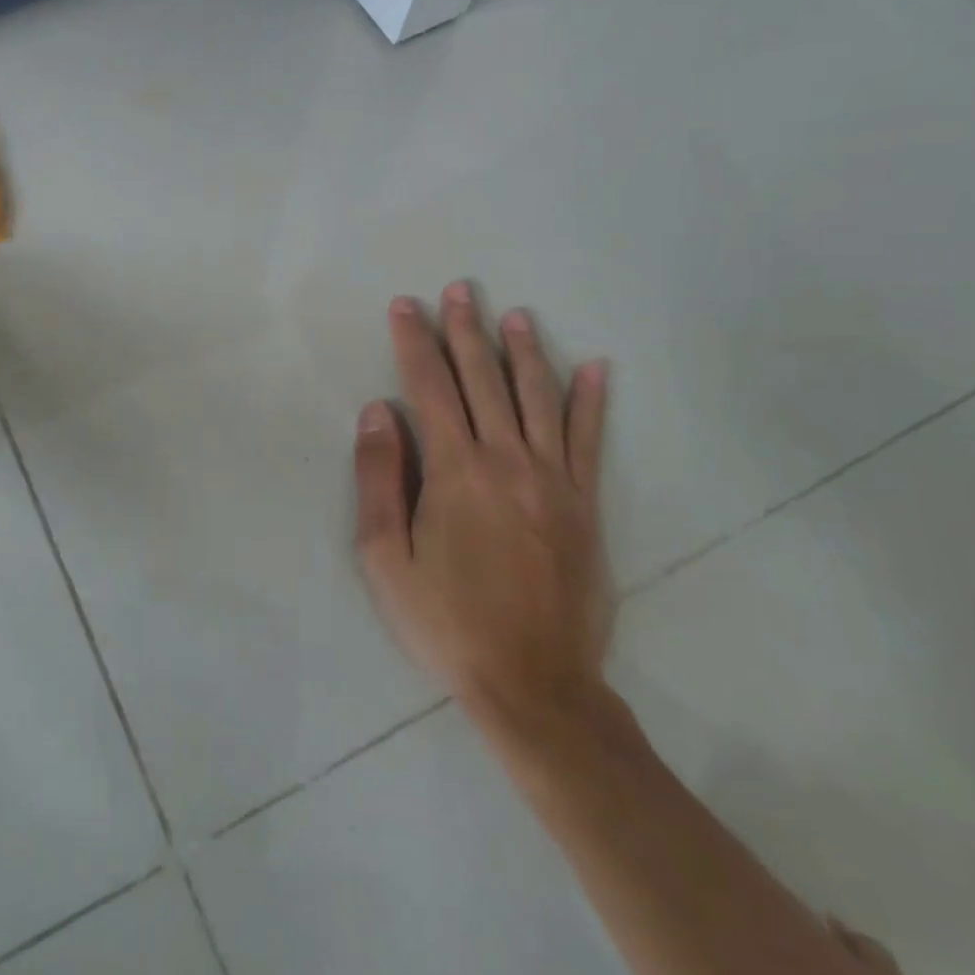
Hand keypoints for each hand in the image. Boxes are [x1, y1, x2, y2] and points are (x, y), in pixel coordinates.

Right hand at [354, 283, 612, 748]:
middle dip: (465, 330)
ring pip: (538, 397)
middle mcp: (507, 460)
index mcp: (455, 471)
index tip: (405, 306)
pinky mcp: (585, 504)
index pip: (429, 387)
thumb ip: (380, 479)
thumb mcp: (385, 558)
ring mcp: (554, 480)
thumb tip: (378, 412)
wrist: (534, 685)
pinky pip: (590, 440)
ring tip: (514, 314)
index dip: (414, 342)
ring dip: (523, 350)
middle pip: (483, 379)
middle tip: (458, 289)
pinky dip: (591, 401)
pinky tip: (596, 368)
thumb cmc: (446, 622)